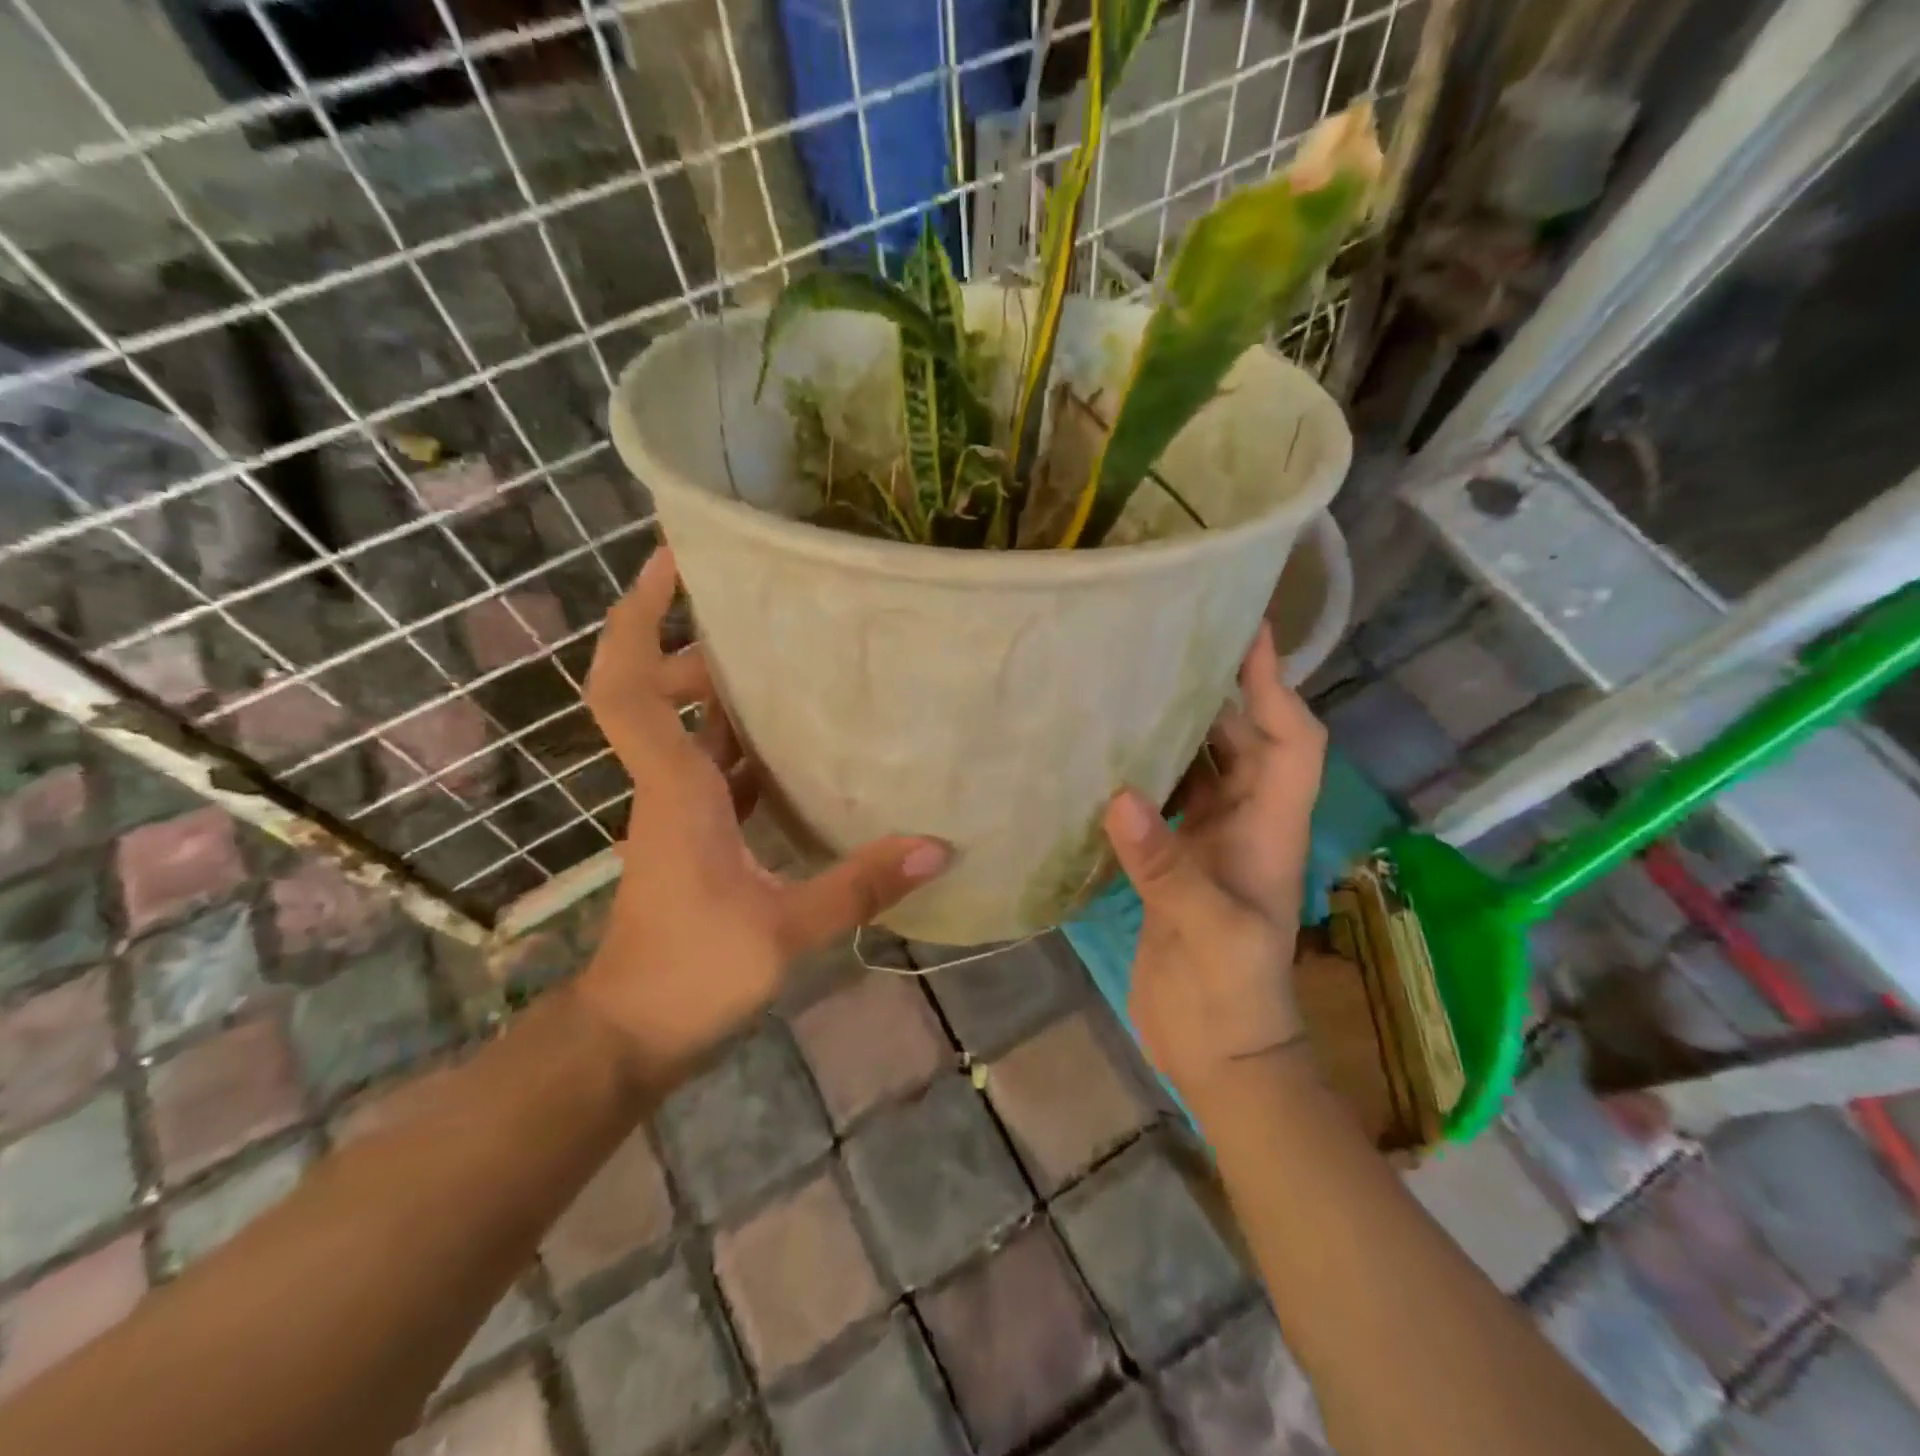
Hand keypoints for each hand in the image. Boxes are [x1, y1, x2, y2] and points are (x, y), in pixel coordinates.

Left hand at [574, 548, 948, 1076]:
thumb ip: (858, 886)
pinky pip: (719, 770)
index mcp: (676, 788)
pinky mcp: (698, 837)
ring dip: (726, 692)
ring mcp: (681, 811)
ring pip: (692, 730)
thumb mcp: (782, 931)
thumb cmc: (690, 973)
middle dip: (694, 646)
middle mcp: (670, 786)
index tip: (671, 563)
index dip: (639, 617)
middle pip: (657, 691)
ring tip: (792, 661)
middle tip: (760, 618)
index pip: (628, 685)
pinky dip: (747, 747)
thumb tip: (936, 847)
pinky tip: (803, 746)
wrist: (633, 1034)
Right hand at [1102, 622, 1324, 1099]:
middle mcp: (1243, 824)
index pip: (1289, 740)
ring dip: (1174, 733)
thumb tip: (1118, 796)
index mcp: (1269, 827)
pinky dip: (1141, 779)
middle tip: (1164, 649)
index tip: (1249, 630)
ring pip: (1199, 770)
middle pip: (1241, 742)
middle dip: (1215, 694)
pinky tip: (1104, 763)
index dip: (1274, 685)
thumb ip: (1165, 864)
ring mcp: (1208, 845)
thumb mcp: (1208, 928)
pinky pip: (1162, 805)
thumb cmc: (1235, 994)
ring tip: (1128, 691)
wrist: (1222, 1054)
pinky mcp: (1174, 866)